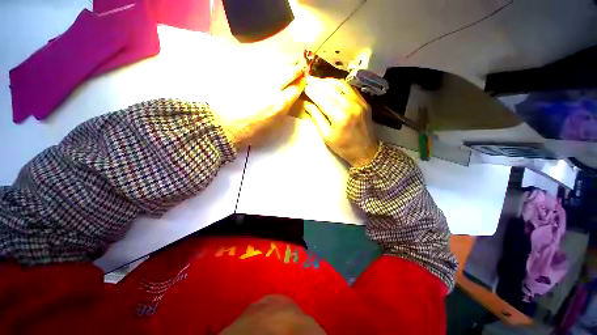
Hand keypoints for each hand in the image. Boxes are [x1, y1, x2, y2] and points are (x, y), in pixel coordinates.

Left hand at [215, 63, 305, 147]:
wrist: (227, 125)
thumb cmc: (253, 131)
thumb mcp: (275, 125)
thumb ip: (285, 109)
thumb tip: (291, 97)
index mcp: (280, 104)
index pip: (296, 87)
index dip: (302, 82)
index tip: (303, 80)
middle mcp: (272, 88)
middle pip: (289, 71)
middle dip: (297, 69)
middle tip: (299, 69)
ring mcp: (259, 79)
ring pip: (277, 65)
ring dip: (286, 64)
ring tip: (289, 65)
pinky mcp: (248, 75)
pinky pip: (264, 66)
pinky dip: (272, 65)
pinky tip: (273, 67)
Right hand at [304, 76, 378, 166]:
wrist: (365, 150)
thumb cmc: (343, 147)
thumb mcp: (326, 135)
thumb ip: (316, 117)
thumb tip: (306, 103)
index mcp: (340, 116)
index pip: (322, 98)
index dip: (311, 91)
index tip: (303, 86)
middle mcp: (350, 105)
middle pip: (331, 88)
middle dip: (317, 83)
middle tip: (307, 80)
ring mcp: (359, 101)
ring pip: (340, 84)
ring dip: (327, 81)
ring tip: (317, 82)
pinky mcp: (363, 101)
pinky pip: (349, 88)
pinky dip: (338, 84)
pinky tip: (330, 85)